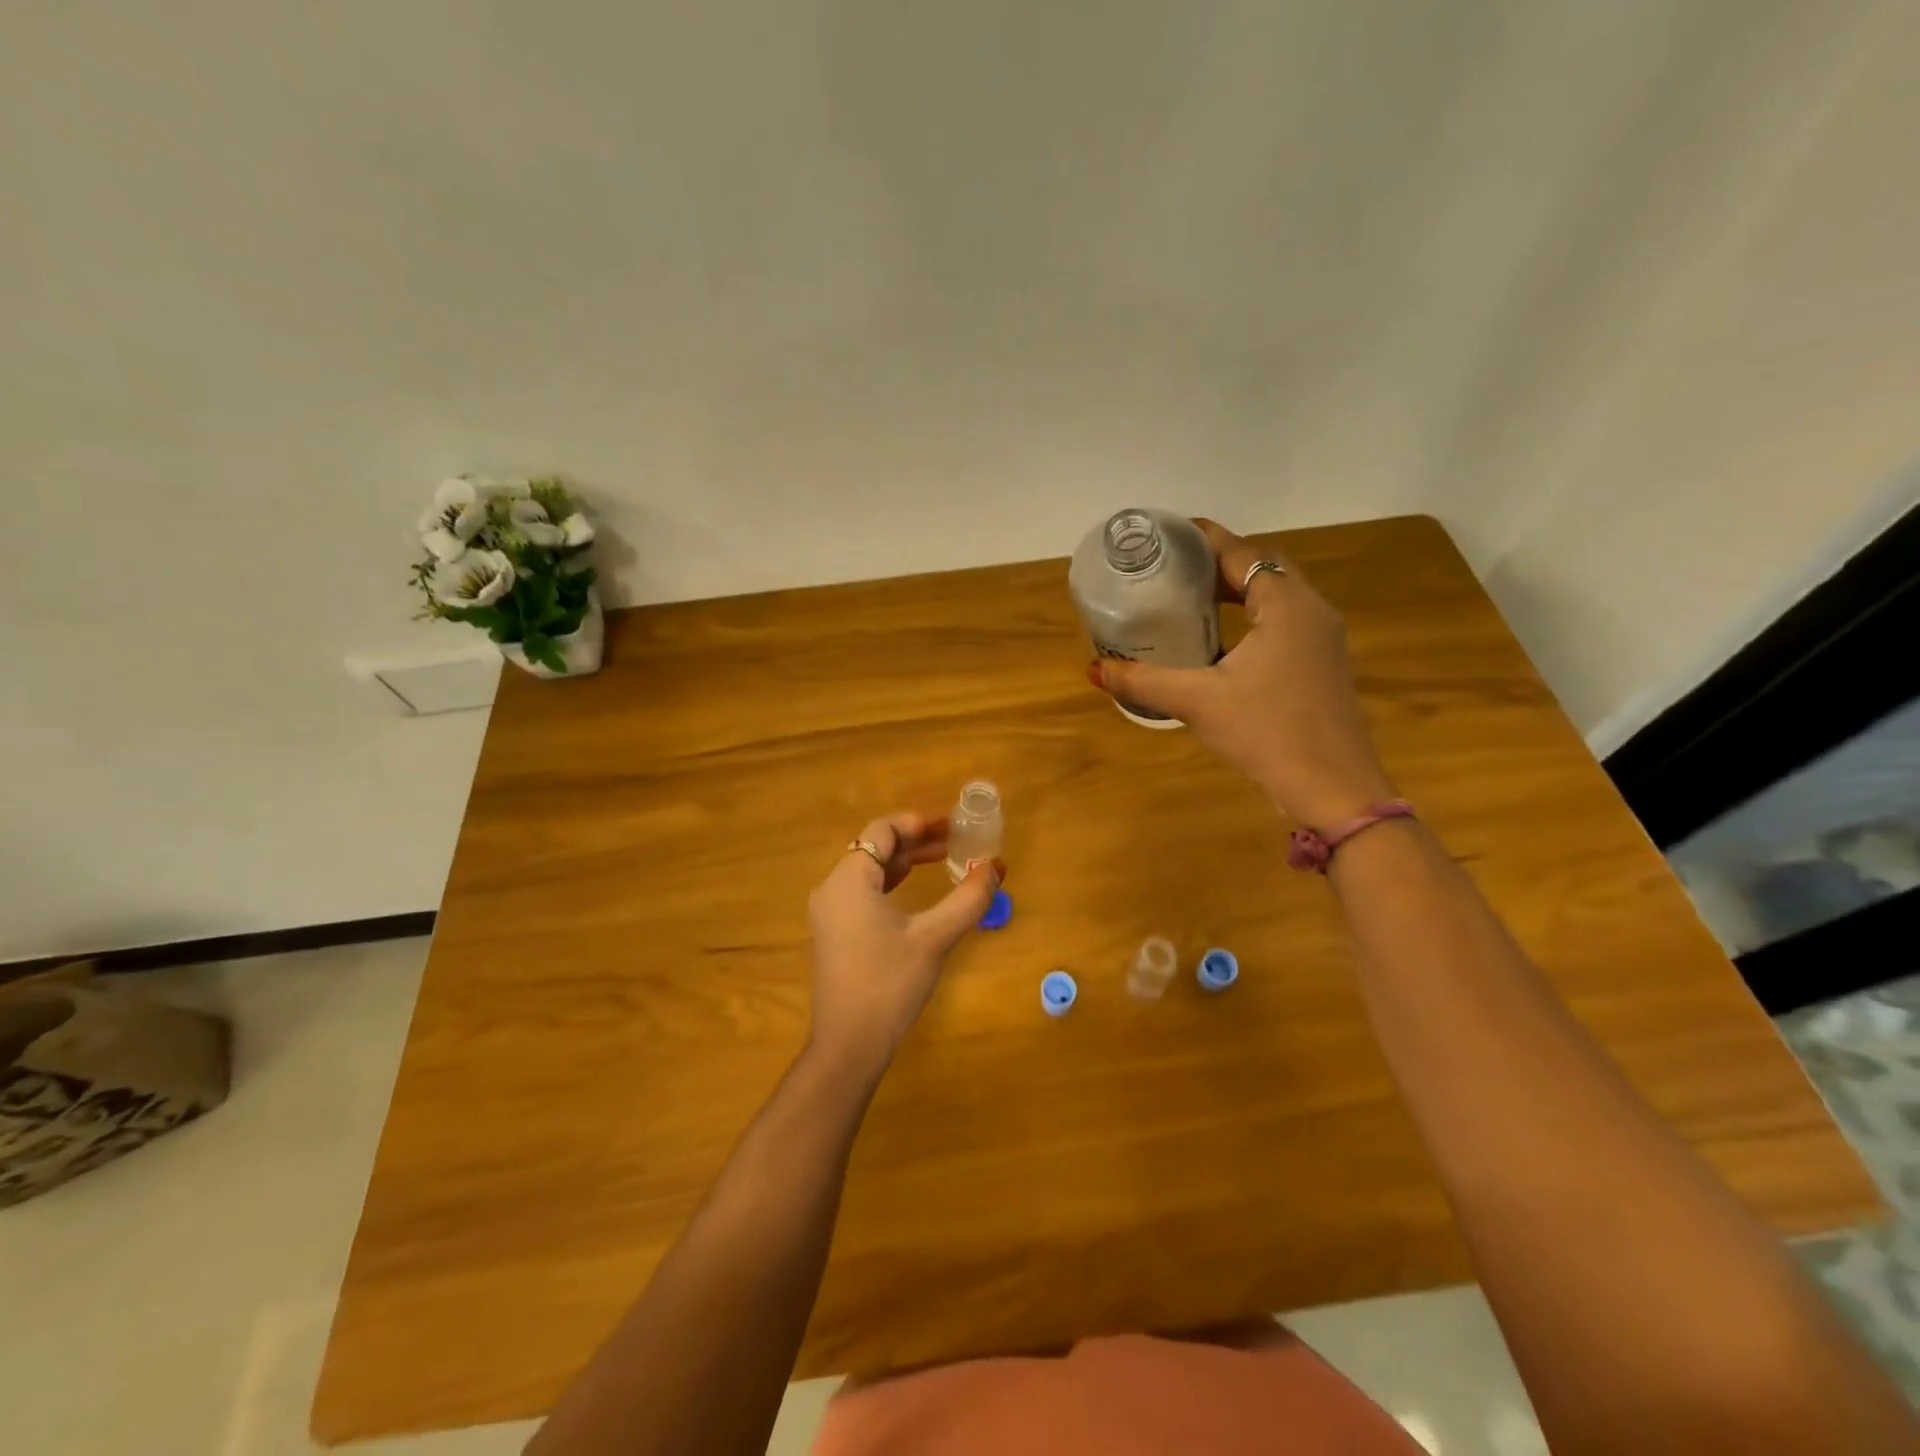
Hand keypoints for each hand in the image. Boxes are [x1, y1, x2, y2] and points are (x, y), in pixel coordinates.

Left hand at [806, 812, 1001, 1073]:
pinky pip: (864, 892)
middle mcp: (832, 888)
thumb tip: (996, 867)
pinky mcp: (835, 934)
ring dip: (906, 862)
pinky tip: (917, 893)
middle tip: (955, 842)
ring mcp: (830, 913)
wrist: (849, 1045)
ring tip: (944, 860)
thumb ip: (968, 899)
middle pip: (875, 848)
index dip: (918, 823)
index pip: (882, 831)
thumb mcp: (934, 937)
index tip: (952, 826)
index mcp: (849, 879)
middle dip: (916, 841)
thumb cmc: (889, 983)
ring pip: (870, 870)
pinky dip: (893, 884)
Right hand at [1087, 518, 1394, 828]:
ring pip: (1277, 596)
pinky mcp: (1323, 665)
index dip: (1207, 539)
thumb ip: (1143, 681)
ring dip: (1239, 591)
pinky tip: (1223, 642)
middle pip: (1264, 567)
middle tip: (1175, 569)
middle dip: (1220, 563)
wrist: (1332, 787)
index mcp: (1286, 605)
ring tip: (1193, 599)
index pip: (1243, 553)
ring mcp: (1323, 639)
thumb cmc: (1266, 731)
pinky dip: (1253, 617)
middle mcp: (1311, 611)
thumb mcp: (1197, 701)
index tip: (1171, 534)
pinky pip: (1285, 622)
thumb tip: (1094, 669)